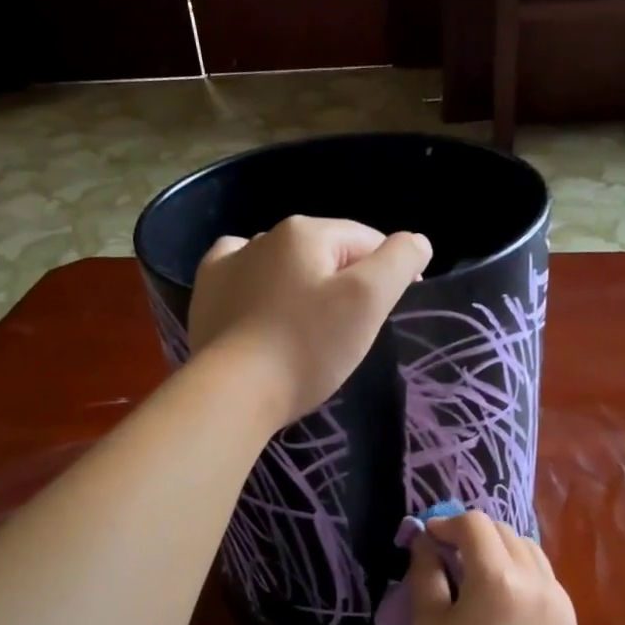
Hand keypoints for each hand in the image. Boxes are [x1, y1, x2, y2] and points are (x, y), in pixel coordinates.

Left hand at [189, 216, 431, 425]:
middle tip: (354, 329)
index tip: (396, 311)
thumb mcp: (368, 300)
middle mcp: (264, 236)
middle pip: (326, 253)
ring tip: (310, 327)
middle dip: (346, 281)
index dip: (390, 271)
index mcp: (306, 232)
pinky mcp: (208, 293)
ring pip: (285, 266)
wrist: (234, 391)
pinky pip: (244, 279)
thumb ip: (398, 261)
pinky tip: (264, 308)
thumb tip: (416, 241)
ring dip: (304, 285)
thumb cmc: (307, 346)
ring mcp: (229, 263)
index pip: (366, 240)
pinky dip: (260, 288)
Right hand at [408, 511, 577, 624]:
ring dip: (502, 552)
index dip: (448, 524)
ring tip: (481, 577)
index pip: (475, 524)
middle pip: (504, 532)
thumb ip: (426, 573)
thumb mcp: (427, 624)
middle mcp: (535, 580)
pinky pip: (545, 581)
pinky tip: (506, 603)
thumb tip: (426, 541)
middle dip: (475, 535)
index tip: (430, 540)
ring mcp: (558, 602)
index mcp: (497, 578)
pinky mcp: (569, 623)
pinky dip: (523, 576)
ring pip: (530, 552)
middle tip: (451, 556)